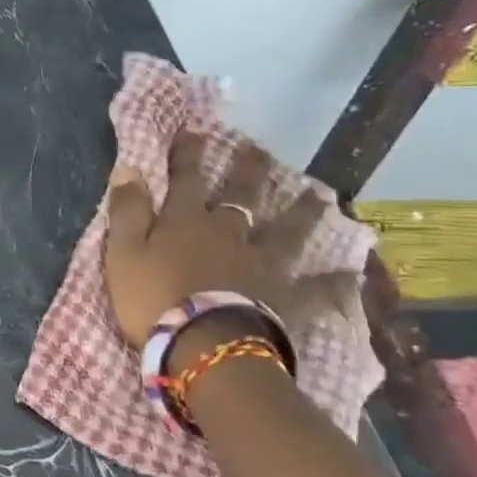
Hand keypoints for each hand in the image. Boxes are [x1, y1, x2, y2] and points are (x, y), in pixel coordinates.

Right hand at [105, 132, 329, 347]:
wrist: (204, 346)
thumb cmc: (153, 298)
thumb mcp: (124, 251)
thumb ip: (127, 209)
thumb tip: (129, 167)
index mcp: (187, 221)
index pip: (187, 178)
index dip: (189, 154)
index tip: (194, 130)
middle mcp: (229, 234)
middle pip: (241, 197)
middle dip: (248, 172)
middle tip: (259, 150)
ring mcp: (261, 265)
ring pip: (285, 234)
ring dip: (301, 214)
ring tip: (317, 197)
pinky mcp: (283, 299)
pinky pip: (314, 290)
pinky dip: (332, 283)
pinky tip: (352, 275)